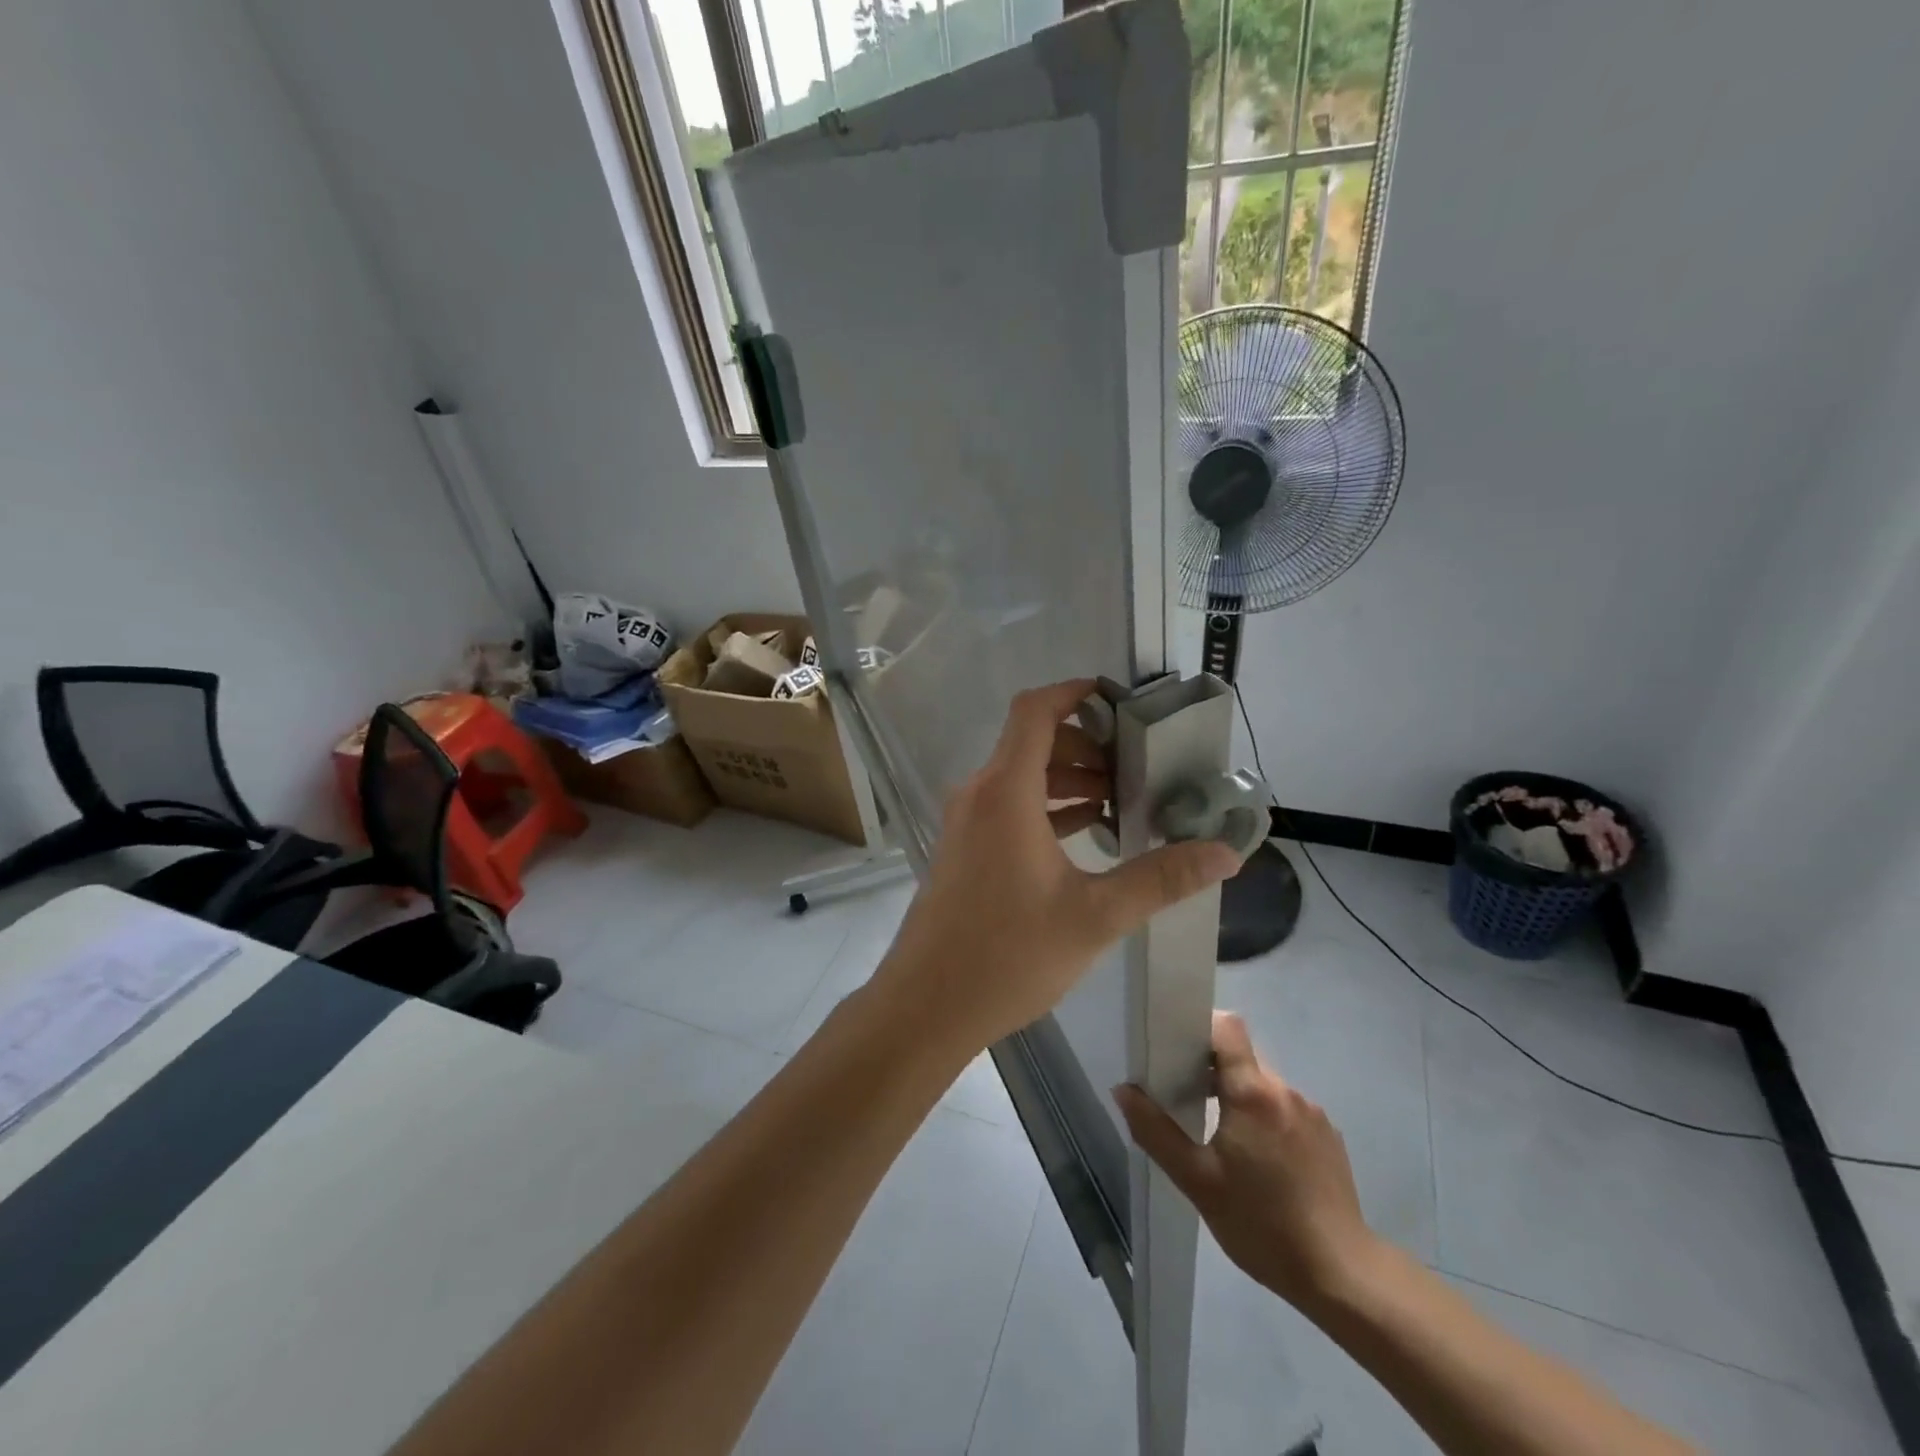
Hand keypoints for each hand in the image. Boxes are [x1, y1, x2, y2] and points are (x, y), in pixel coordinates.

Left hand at [873, 679, 1242, 1054]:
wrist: (928, 1004)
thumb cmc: (1008, 954)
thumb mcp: (1094, 916)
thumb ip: (1161, 879)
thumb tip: (1226, 853)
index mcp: (1005, 792)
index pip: (1035, 711)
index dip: (1075, 693)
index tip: (1120, 701)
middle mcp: (980, 794)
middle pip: (1034, 741)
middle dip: (1087, 745)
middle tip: (1139, 769)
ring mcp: (968, 821)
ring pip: (1023, 775)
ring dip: (1070, 778)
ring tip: (1123, 801)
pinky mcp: (966, 847)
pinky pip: (1011, 806)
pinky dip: (1048, 806)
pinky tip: (1089, 830)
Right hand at [1115, 1011, 1380, 1313]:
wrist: (1342, 1276)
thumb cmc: (1262, 1225)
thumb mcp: (1197, 1181)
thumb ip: (1155, 1131)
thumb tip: (1124, 1089)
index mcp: (1253, 1092)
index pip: (1227, 1027)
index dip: (1200, 1027)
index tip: (1176, 1050)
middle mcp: (1285, 1090)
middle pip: (1242, 1057)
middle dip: (1212, 1070)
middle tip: (1188, 1102)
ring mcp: (1312, 1113)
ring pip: (1264, 1086)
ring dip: (1240, 1098)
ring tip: (1224, 1141)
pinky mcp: (1329, 1137)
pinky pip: (1286, 1110)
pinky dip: (1266, 1120)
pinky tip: (1261, 1163)